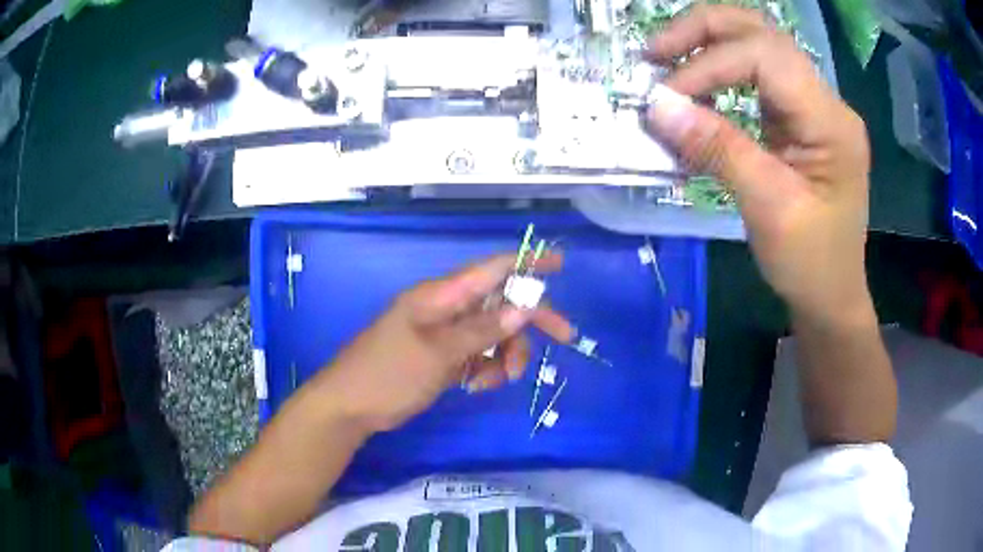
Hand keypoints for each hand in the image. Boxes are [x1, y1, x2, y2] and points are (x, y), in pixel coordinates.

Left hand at [314, 253, 574, 432]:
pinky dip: (487, 368)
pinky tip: (478, 385)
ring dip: (506, 353)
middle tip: (564, 337)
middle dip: (530, 320)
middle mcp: (445, 308)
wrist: (350, 407)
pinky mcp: (442, 355)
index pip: (491, 269)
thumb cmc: (388, 374)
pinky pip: (478, 354)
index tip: (560, 263)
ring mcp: (444, 333)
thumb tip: (524, 307)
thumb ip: (482, 330)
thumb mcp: (438, 353)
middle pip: (499, 303)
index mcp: (440, 295)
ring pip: (493, 333)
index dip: (527, 262)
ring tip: (500, 379)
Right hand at [645, 5, 873, 324]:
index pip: (765, 56)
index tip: (666, 97)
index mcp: (831, 122)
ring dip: (710, 45)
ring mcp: (814, 108)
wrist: (831, 297)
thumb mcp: (767, 209)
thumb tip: (655, 105)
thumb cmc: (810, 264)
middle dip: (705, 31)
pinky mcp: (800, 120)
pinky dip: (721, 73)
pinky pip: (758, 78)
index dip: (710, 64)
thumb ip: (717, 149)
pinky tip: (697, 89)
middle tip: (656, 52)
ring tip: (668, 62)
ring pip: (759, 46)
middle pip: (763, 33)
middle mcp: (826, 102)